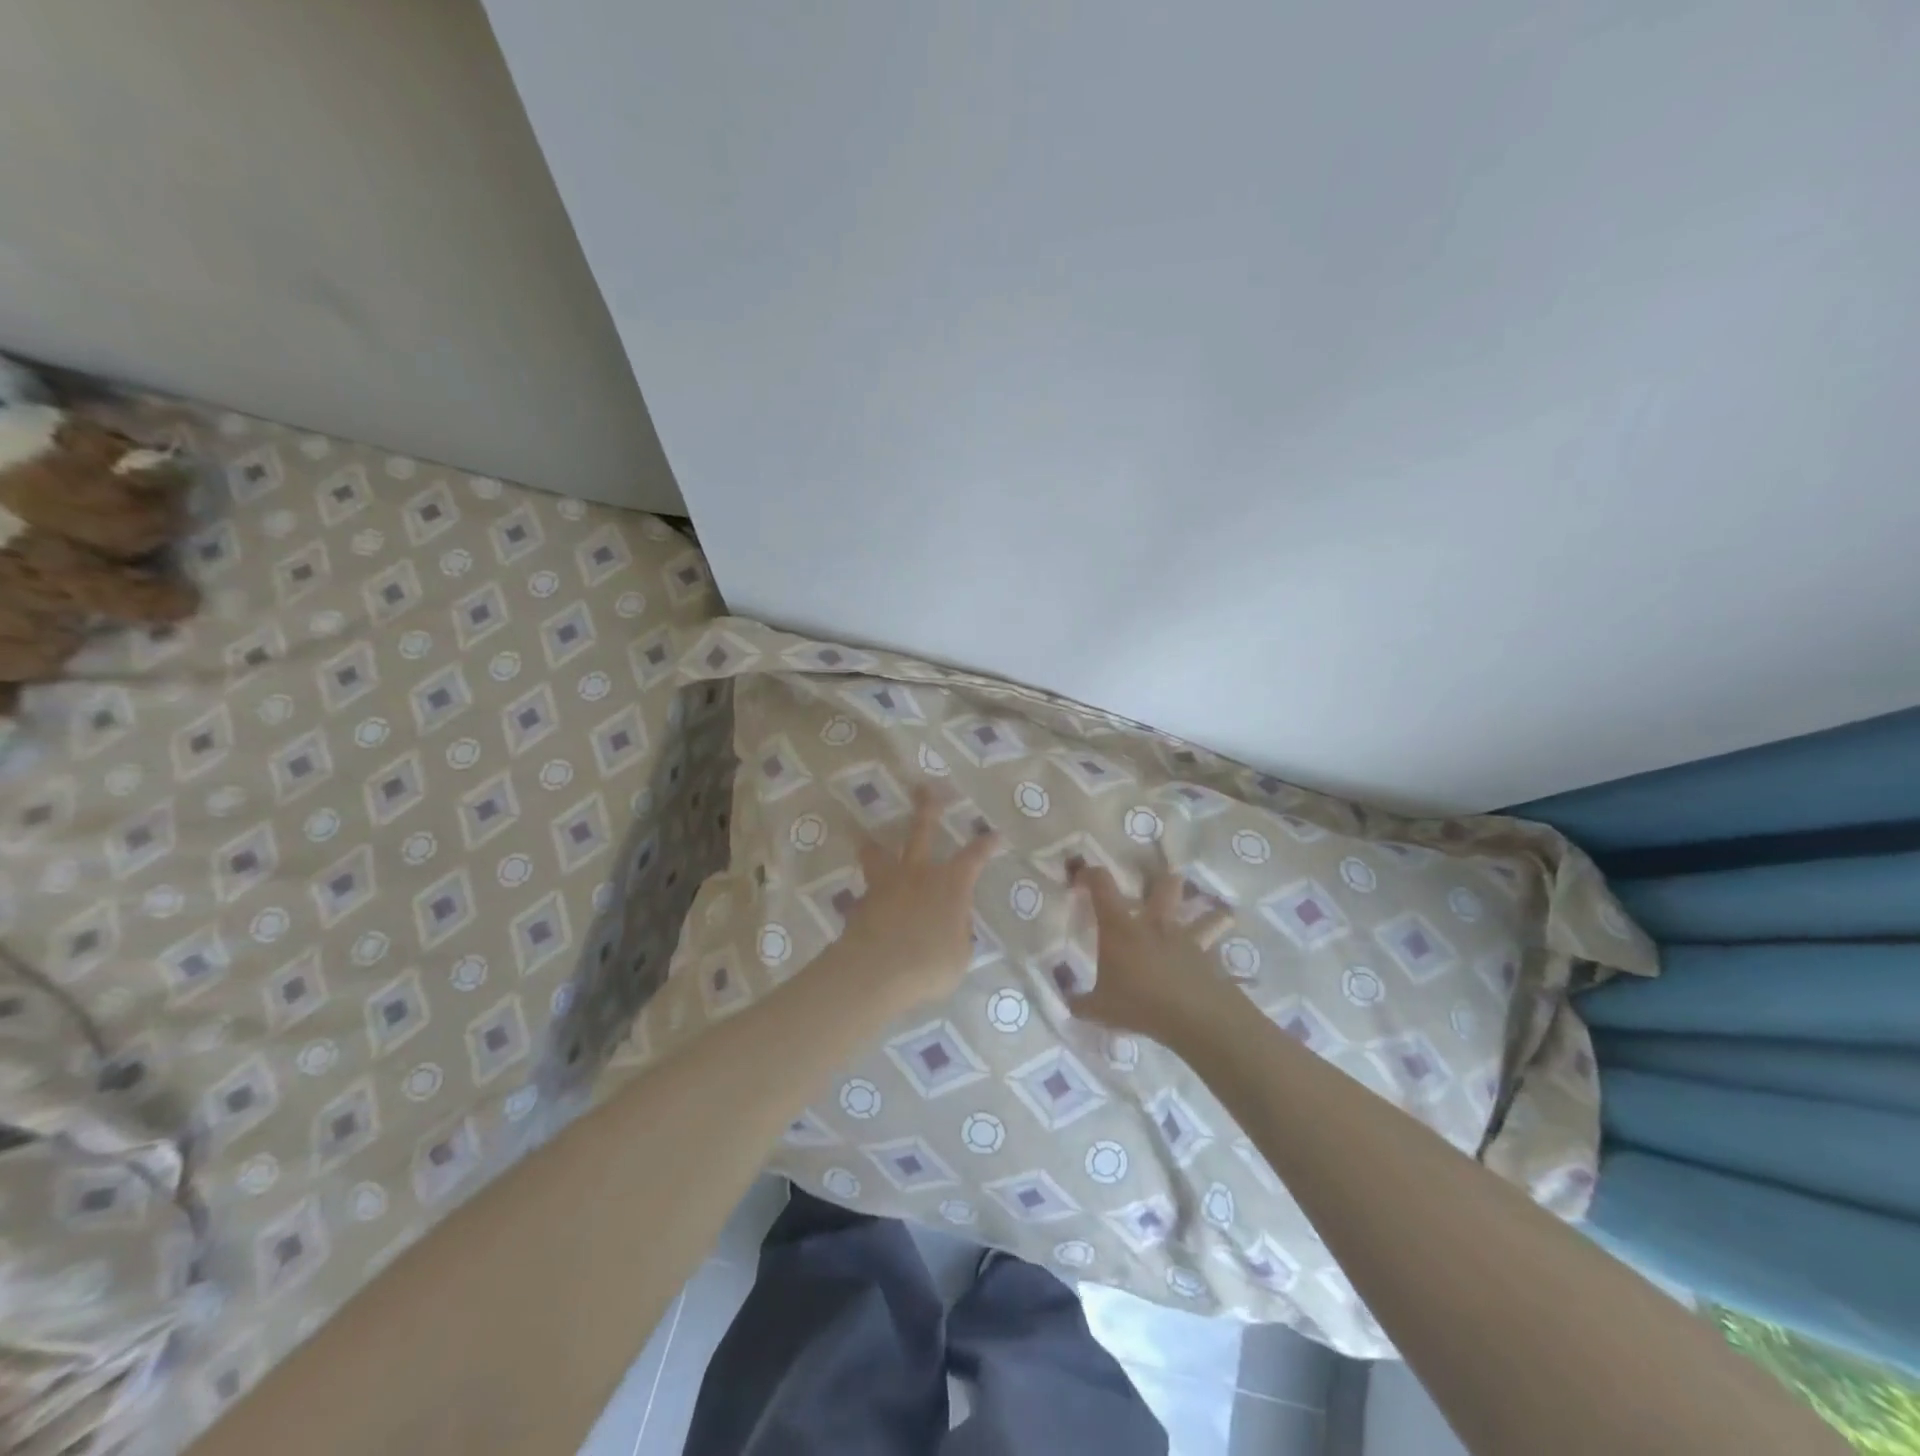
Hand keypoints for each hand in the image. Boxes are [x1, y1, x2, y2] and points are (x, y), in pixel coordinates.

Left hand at [834, 788, 998, 1013]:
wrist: (876, 970)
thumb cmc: (929, 964)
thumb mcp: (959, 954)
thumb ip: (957, 931)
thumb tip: (952, 921)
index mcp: (951, 884)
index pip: (974, 856)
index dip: (985, 845)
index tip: (994, 834)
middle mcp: (919, 873)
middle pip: (922, 830)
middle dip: (927, 807)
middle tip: (923, 788)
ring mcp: (887, 883)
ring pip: (879, 853)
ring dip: (875, 843)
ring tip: (866, 836)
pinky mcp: (861, 901)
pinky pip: (866, 889)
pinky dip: (866, 891)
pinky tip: (863, 900)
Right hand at [1069, 866, 1236, 1037]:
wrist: (1193, 1017)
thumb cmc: (1139, 1003)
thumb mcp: (1098, 1009)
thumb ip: (1080, 1003)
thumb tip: (1069, 1002)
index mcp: (1121, 927)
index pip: (1102, 884)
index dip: (1090, 874)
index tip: (1082, 877)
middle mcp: (1155, 924)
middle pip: (1165, 885)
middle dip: (1163, 880)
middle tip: (1157, 884)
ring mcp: (1187, 939)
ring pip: (1206, 914)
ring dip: (1209, 913)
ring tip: (1211, 915)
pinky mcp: (1210, 959)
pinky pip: (1218, 950)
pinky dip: (1219, 952)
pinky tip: (1219, 962)